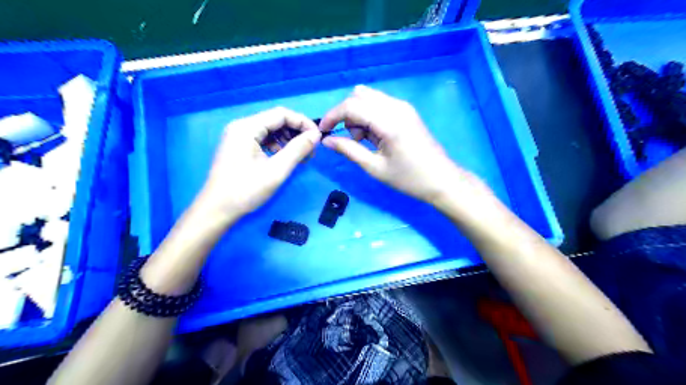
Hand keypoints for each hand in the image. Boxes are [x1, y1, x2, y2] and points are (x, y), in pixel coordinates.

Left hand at [199, 108, 322, 218]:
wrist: (217, 210)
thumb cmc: (246, 190)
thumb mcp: (276, 170)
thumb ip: (298, 150)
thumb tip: (316, 135)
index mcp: (247, 127)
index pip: (281, 114)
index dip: (302, 122)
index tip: (318, 137)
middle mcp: (241, 127)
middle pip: (275, 121)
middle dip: (296, 132)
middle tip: (311, 149)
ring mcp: (238, 137)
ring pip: (270, 131)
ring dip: (288, 140)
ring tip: (302, 156)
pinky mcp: (239, 147)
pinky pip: (263, 140)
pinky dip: (278, 147)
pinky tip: (286, 159)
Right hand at [320, 84, 468, 202]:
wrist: (441, 179)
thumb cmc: (408, 178)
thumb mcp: (374, 167)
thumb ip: (348, 150)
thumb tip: (325, 140)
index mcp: (389, 121)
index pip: (351, 106)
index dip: (332, 116)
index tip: (323, 131)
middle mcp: (396, 107)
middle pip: (359, 95)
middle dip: (346, 114)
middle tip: (351, 139)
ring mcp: (403, 107)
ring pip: (369, 97)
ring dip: (358, 114)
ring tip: (365, 140)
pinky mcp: (406, 111)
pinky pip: (380, 104)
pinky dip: (370, 115)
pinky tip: (375, 136)